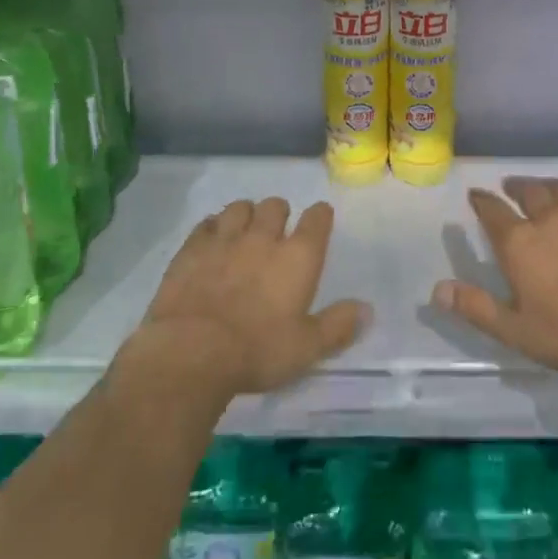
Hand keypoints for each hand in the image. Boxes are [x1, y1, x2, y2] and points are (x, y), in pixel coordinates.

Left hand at [140, 198, 368, 396]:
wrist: (190, 352)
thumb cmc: (256, 351)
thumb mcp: (306, 348)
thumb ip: (338, 326)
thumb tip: (367, 309)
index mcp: (298, 257)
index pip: (317, 219)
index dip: (320, 216)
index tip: (319, 220)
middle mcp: (263, 238)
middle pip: (275, 205)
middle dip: (279, 213)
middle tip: (277, 233)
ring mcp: (225, 239)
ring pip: (240, 208)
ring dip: (246, 215)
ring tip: (244, 232)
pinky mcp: (192, 248)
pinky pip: (206, 223)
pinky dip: (213, 228)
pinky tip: (212, 242)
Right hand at [434, 177, 557, 375]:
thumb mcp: (514, 328)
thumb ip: (475, 307)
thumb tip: (437, 290)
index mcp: (520, 241)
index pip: (493, 210)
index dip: (481, 200)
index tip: (475, 194)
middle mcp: (549, 219)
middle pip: (529, 191)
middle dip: (515, 187)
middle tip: (509, 186)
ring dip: (546, 186)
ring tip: (543, 189)